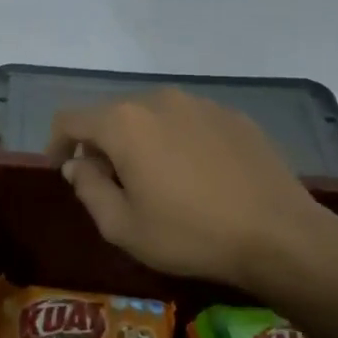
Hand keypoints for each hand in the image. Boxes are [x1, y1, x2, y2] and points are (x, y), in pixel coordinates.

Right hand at [45, 90, 337, 301]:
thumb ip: (89, 189)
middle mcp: (159, 101)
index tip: (62, 170)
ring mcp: (201, 104)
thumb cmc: (190, 235)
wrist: (280, 236)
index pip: (70, 119)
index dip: (57, 143)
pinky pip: (189, 123)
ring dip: (141, 143)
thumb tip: (79, 165)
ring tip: (157, 182)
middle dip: (102, 146)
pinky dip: (178, 143)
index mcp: (124, 124)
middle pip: (112, 116)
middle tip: (111, 185)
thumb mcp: (123, 226)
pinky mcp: (234, 117)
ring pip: (152, 117)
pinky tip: (197, 177)